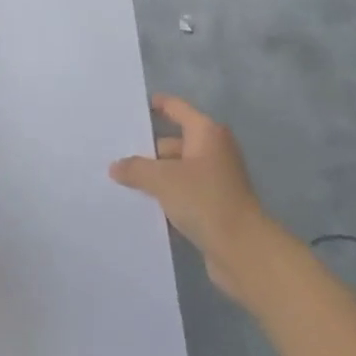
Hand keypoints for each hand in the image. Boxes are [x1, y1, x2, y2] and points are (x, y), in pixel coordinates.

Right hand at [111, 96, 282, 307]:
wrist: (242, 250)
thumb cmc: (204, 200)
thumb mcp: (162, 179)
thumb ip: (135, 168)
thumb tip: (116, 166)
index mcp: (206, 133)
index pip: (175, 108)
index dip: (153, 105)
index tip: (128, 109)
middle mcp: (213, 151)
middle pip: (171, 142)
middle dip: (145, 151)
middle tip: (112, 156)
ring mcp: (215, 179)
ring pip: (175, 171)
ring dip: (153, 178)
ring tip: (119, 183)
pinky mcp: (213, 205)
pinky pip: (182, 193)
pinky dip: (165, 197)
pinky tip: (141, 206)